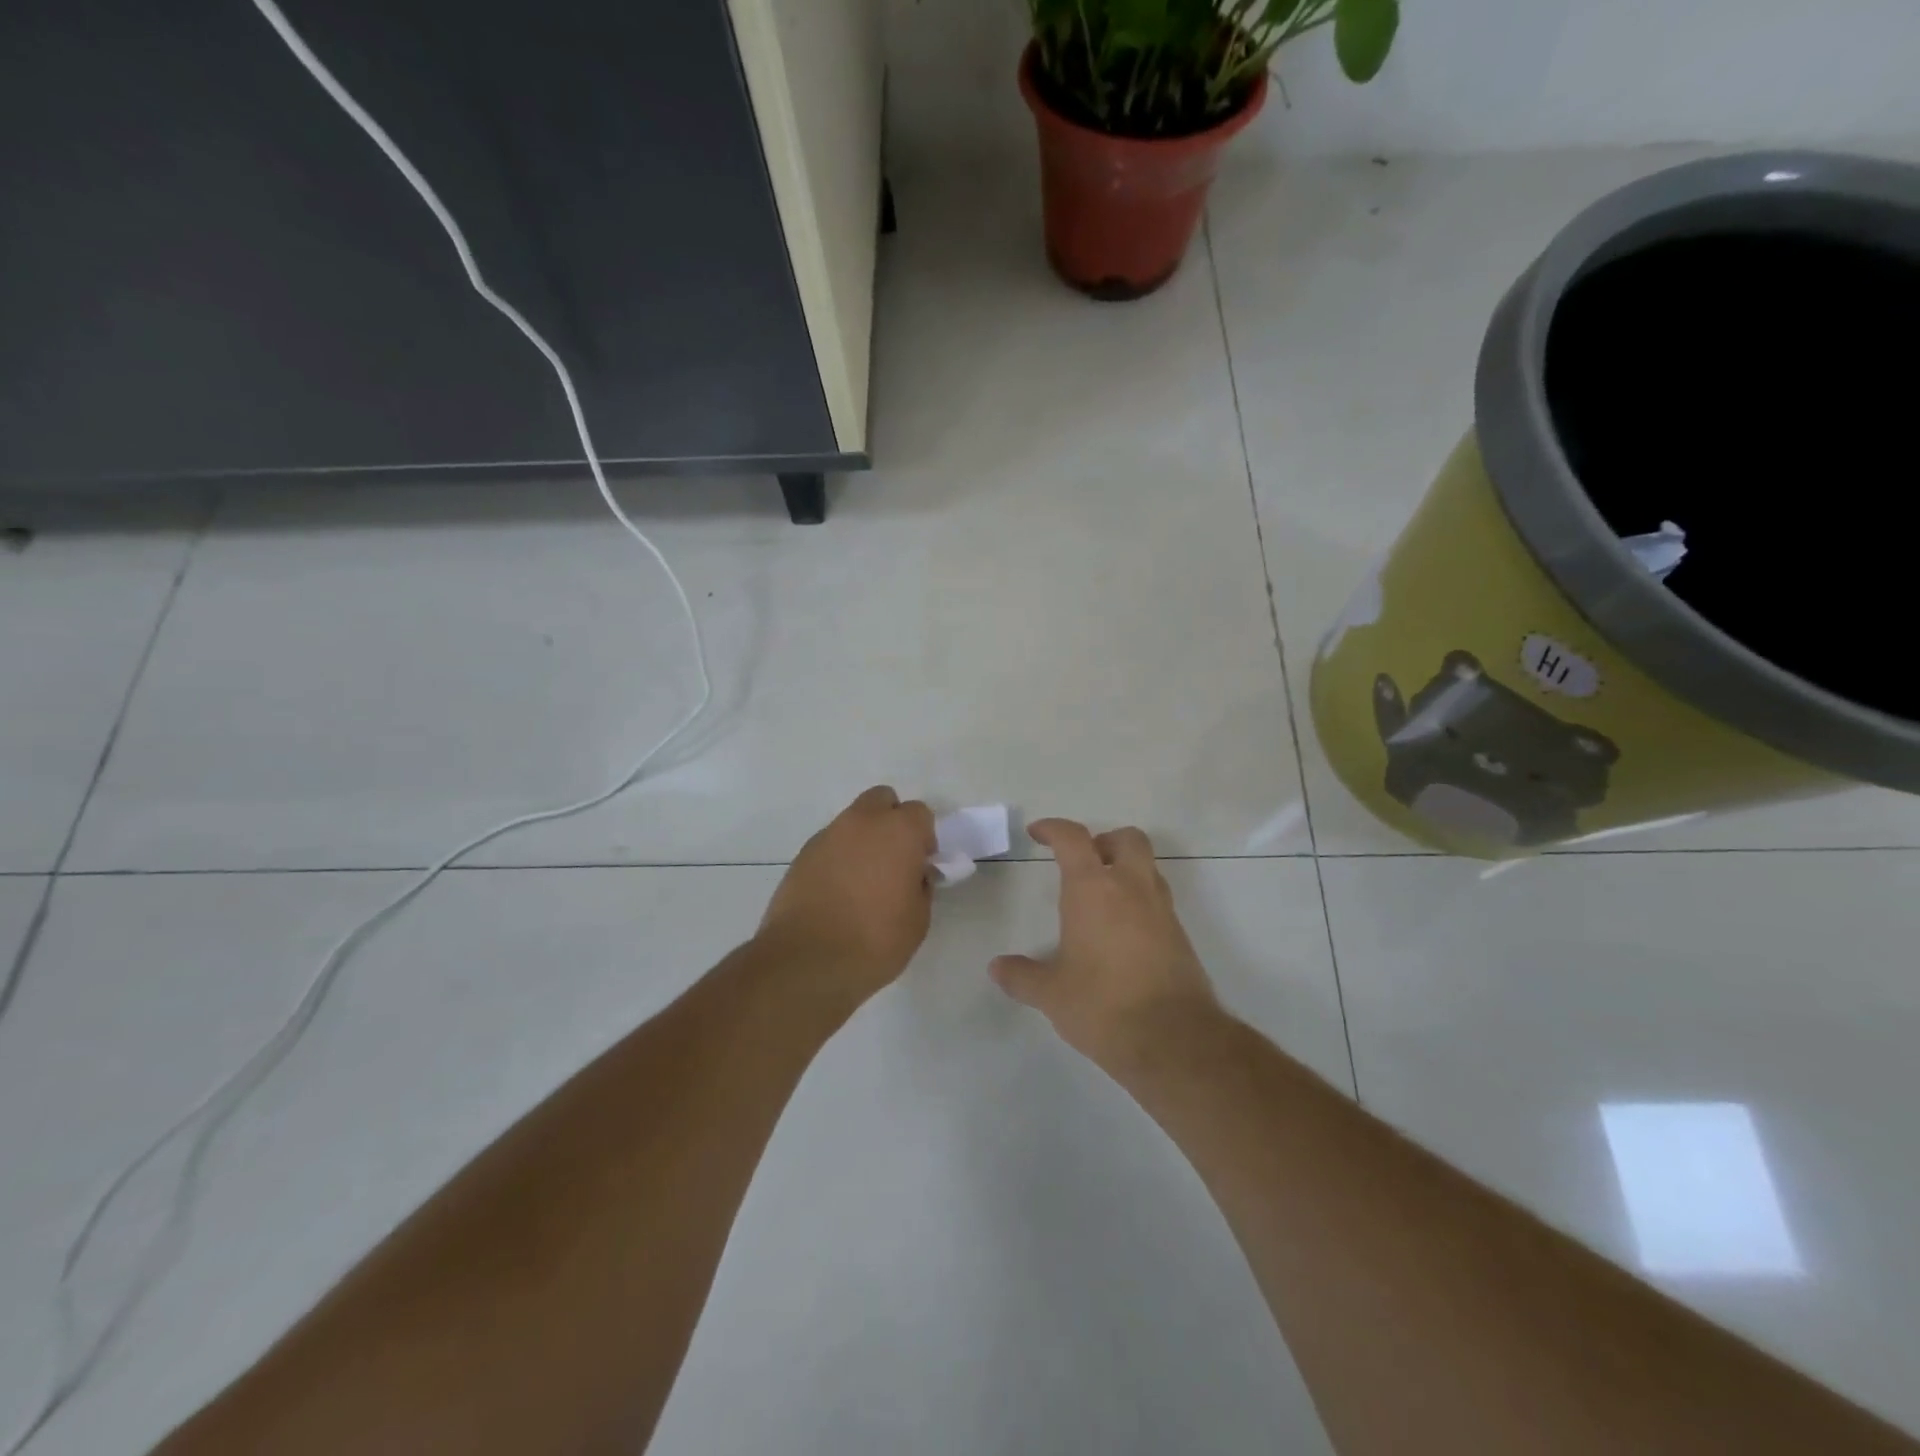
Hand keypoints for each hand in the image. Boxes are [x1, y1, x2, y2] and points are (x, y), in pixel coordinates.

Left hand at [757, 786, 936, 1003]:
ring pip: (852, 822)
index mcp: (898, 831)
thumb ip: (920, 886)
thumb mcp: (918, 919)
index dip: (924, 838)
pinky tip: (837, 893)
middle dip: (891, 822)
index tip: (921, 865)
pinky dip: (838, 858)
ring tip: (862, 882)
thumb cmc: (875, 940)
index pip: (920, 813)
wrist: (806, 961)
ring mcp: (827, 836)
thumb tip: (913, 875)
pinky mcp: (801, 856)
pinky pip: (830, 845)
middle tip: (894, 860)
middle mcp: (861, 822)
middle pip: (882, 801)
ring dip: (862, 840)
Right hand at [990, 819, 1219, 1069]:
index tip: (1037, 833)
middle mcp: (1132, 888)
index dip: (1053, 829)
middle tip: (1083, 862)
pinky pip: (1158, 900)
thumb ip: (1022, 976)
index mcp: (1093, 889)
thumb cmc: (1102, 1005)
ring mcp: (1162, 910)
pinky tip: (1121, 934)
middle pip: (1126, 839)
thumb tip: (997, 967)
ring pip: (1148, 867)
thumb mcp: (1051, 994)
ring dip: (1125, 869)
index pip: (1073, 839)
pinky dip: (1139, 901)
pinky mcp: (1180, 935)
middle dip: (1103, 841)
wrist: (1174, 1039)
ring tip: (1101, 898)